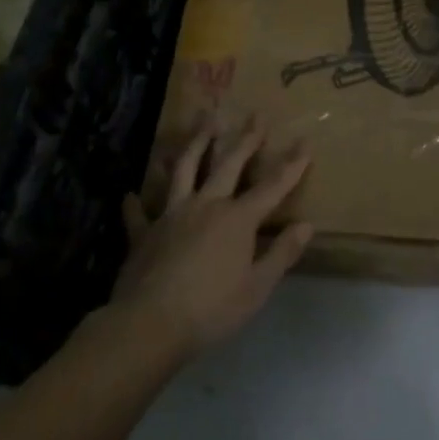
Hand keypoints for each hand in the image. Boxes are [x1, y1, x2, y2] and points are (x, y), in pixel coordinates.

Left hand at [111, 114, 312, 361]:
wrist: (149, 324)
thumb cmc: (211, 309)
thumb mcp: (257, 288)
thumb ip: (281, 254)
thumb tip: (307, 226)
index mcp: (237, 219)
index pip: (272, 186)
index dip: (291, 165)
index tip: (304, 142)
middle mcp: (206, 206)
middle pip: (228, 165)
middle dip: (245, 139)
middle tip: (255, 115)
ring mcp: (172, 215)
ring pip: (184, 170)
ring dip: (195, 144)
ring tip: (203, 121)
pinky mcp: (144, 233)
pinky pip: (140, 214)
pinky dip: (136, 204)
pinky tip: (131, 195)